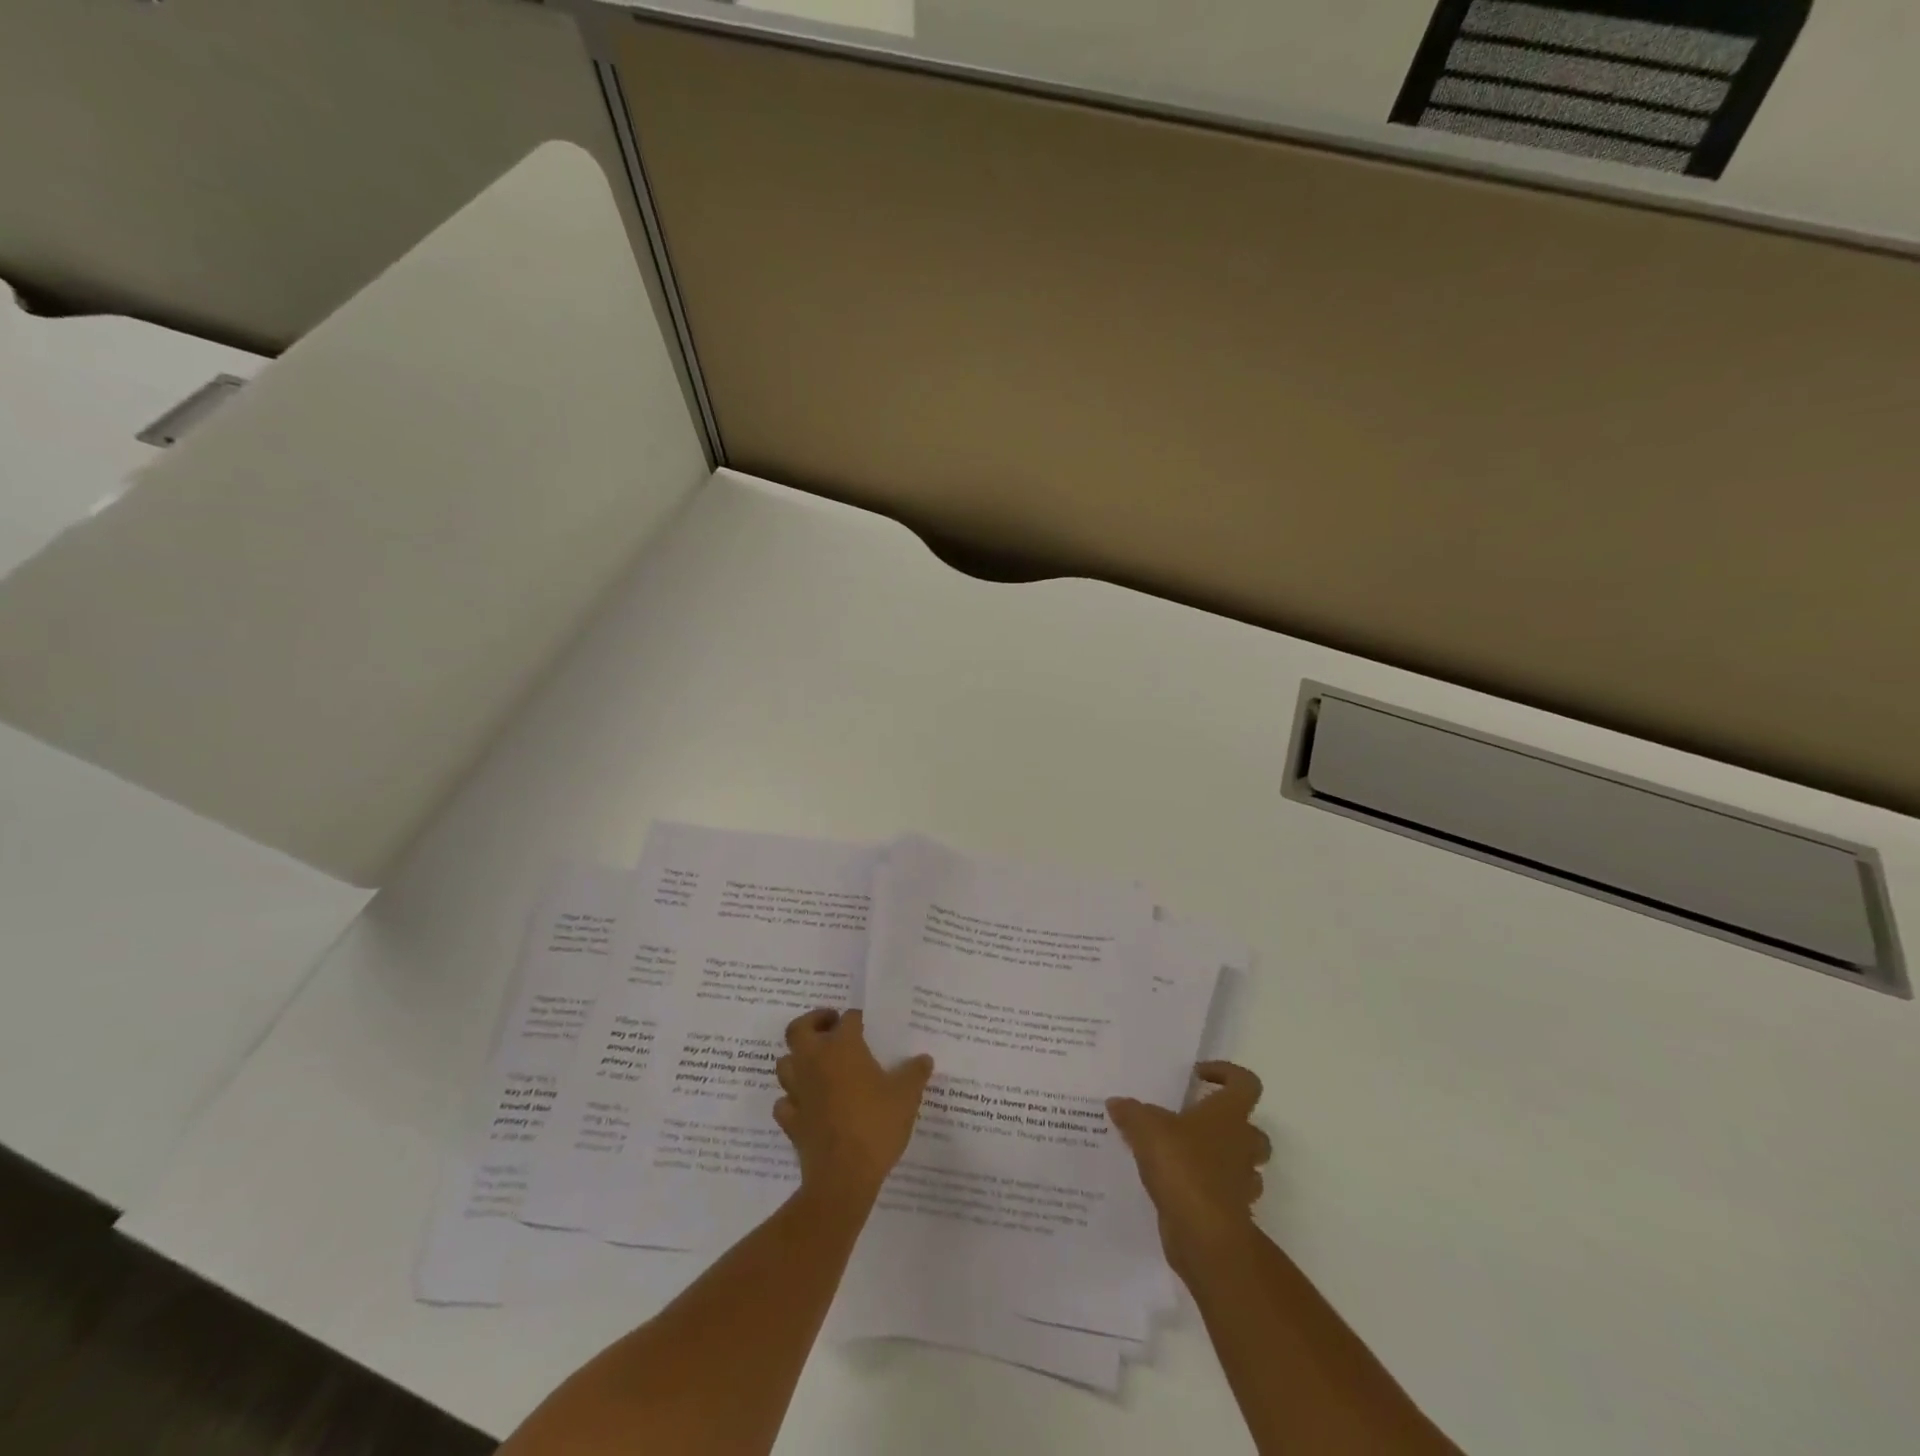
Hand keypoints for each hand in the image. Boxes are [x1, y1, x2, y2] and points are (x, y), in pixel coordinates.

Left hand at [774, 1008, 933, 1207]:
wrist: (843, 1177)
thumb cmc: (876, 1125)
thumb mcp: (906, 1096)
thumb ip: (915, 1073)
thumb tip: (924, 1059)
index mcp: (842, 1047)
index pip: (848, 1019)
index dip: (857, 1019)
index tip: (867, 1025)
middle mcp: (814, 1061)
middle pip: (799, 1029)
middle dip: (813, 1022)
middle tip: (831, 1026)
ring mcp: (798, 1091)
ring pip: (785, 1063)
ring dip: (797, 1059)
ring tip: (818, 1063)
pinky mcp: (790, 1120)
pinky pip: (784, 1101)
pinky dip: (792, 1098)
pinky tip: (807, 1103)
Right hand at [1108, 1062, 1271, 1271]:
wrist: (1205, 1235)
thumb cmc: (1183, 1166)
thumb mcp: (1146, 1128)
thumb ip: (1131, 1112)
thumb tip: (1117, 1102)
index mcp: (1229, 1115)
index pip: (1246, 1083)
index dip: (1227, 1073)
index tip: (1199, 1076)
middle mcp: (1242, 1145)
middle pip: (1251, 1128)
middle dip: (1228, 1124)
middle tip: (1194, 1121)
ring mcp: (1241, 1183)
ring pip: (1243, 1164)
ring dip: (1220, 1159)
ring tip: (1183, 1155)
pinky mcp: (1232, 1213)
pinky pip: (1225, 1194)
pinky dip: (1207, 1189)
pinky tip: (1176, 1186)